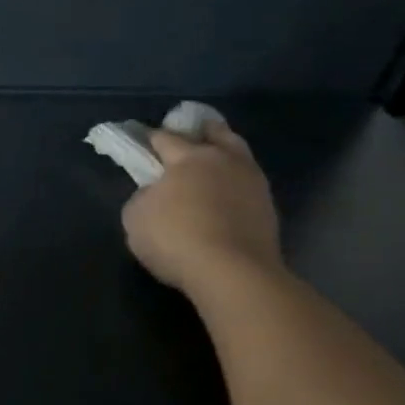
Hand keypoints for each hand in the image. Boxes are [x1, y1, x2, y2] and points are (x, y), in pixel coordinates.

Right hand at [122, 119, 282, 295]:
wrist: (233, 273)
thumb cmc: (175, 238)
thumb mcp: (136, 216)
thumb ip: (144, 196)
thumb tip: (156, 193)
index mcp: (189, 157)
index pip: (165, 137)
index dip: (149, 137)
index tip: (140, 140)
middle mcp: (225, 160)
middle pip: (215, 132)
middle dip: (200, 131)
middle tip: (186, 137)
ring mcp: (252, 182)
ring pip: (238, 155)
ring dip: (224, 153)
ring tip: (210, 164)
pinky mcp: (268, 208)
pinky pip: (247, 183)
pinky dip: (234, 183)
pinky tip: (224, 193)